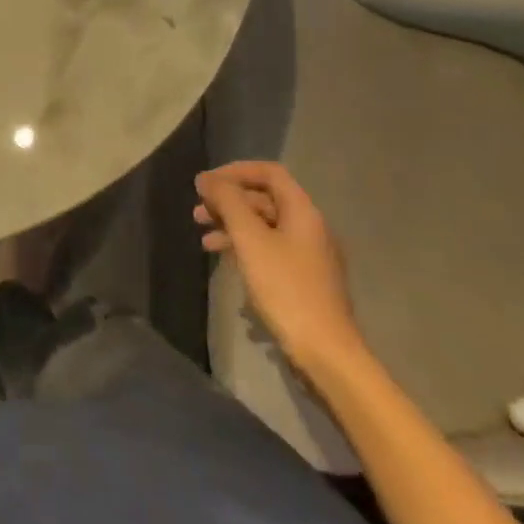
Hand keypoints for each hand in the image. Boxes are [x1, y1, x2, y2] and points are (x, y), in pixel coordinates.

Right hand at [195, 161, 362, 375]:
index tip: (206, 183)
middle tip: (197, 211)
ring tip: (203, 238)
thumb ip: (228, 203)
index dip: (235, 171)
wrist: (325, 352)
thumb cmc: (286, 288)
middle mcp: (309, 227)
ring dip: (232, 225)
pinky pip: (268, 249)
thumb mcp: (250, 240)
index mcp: (302, 211)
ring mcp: (307, 255)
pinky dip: (244, 247)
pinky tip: (224, 260)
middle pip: (264, 199)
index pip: (269, 173)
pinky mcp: (302, 279)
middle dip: (228, 201)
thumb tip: (206, 178)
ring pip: (264, 226)